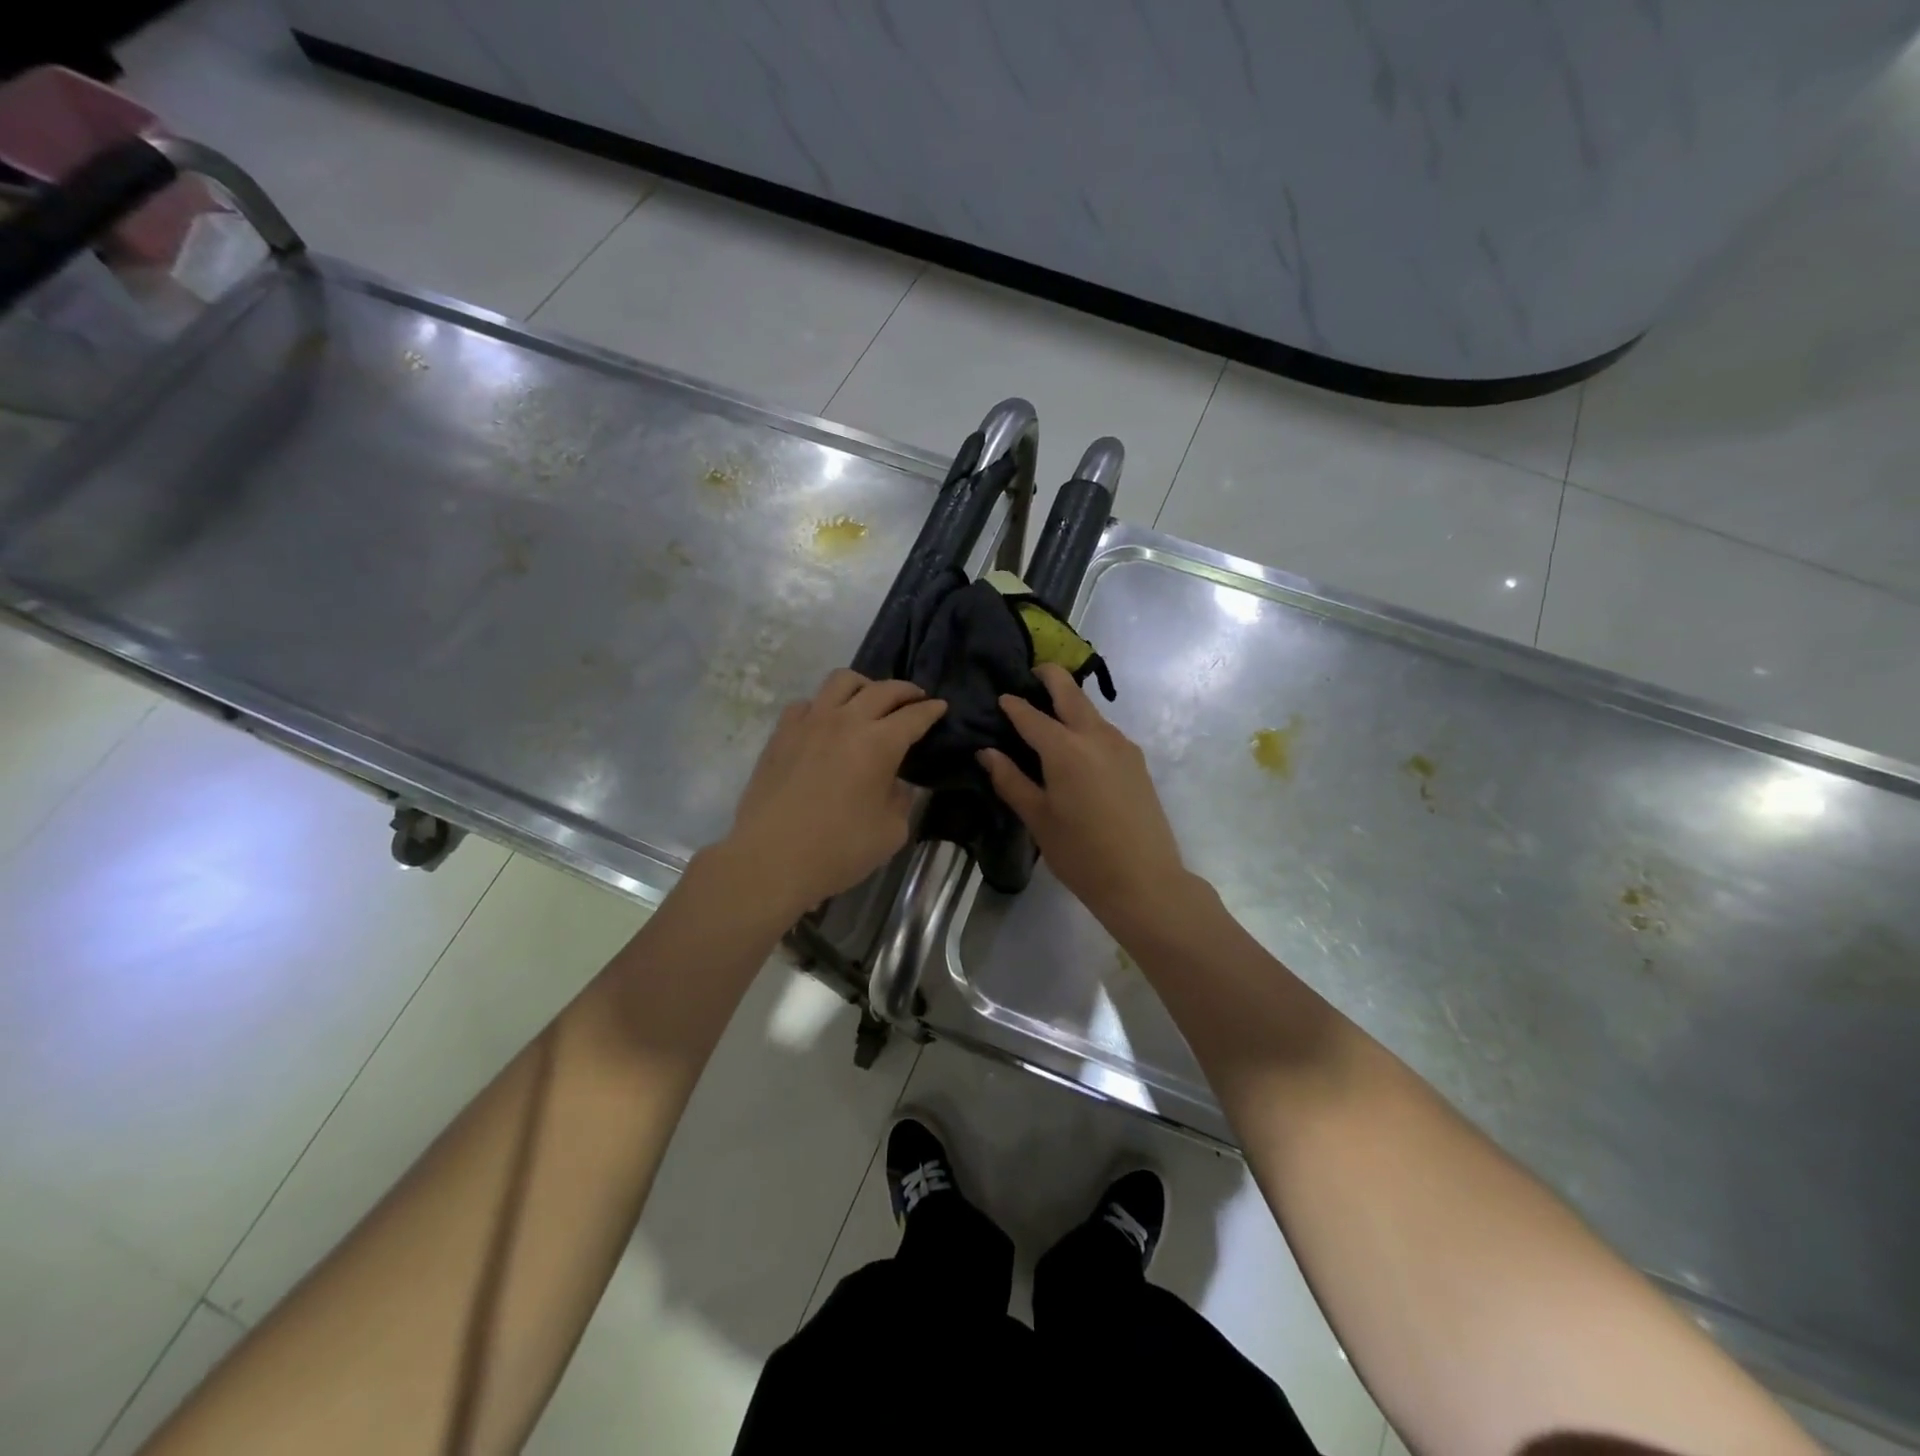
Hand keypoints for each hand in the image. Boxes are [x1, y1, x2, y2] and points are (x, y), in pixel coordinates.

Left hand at [724, 670, 946, 912]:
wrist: (771, 859)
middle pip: (882, 689)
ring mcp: (809, 723)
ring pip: (841, 681)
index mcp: (879, 743)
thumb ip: (900, 800)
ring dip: (864, 685)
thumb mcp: (891, 832)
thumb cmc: (838, 849)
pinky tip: (826, 722)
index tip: (940, 707)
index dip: (931, 710)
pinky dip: (824, 705)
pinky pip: (807, 703)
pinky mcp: (781, 733)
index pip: (913, 716)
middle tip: (915, 698)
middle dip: (905, 690)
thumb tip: (895, 784)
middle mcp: (846, 721)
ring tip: (870, 699)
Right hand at [978, 664, 1188, 927]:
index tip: (1000, 697)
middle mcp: (1096, 736)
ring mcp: (1122, 746)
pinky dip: (1086, 725)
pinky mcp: (1137, 761)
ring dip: (1070, 702)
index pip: (1031, 716)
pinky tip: (1075, 745)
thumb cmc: (1081, 854)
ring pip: (1091, 711)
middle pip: (1070, 693)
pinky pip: (1105, 731)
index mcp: (1065, 749)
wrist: (1144, 880)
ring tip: (1048, 713)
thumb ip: (1011, 781)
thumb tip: (987, 752)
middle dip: (1050, 677)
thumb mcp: (1038, 819)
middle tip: (1031, 673)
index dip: (1013, 705)